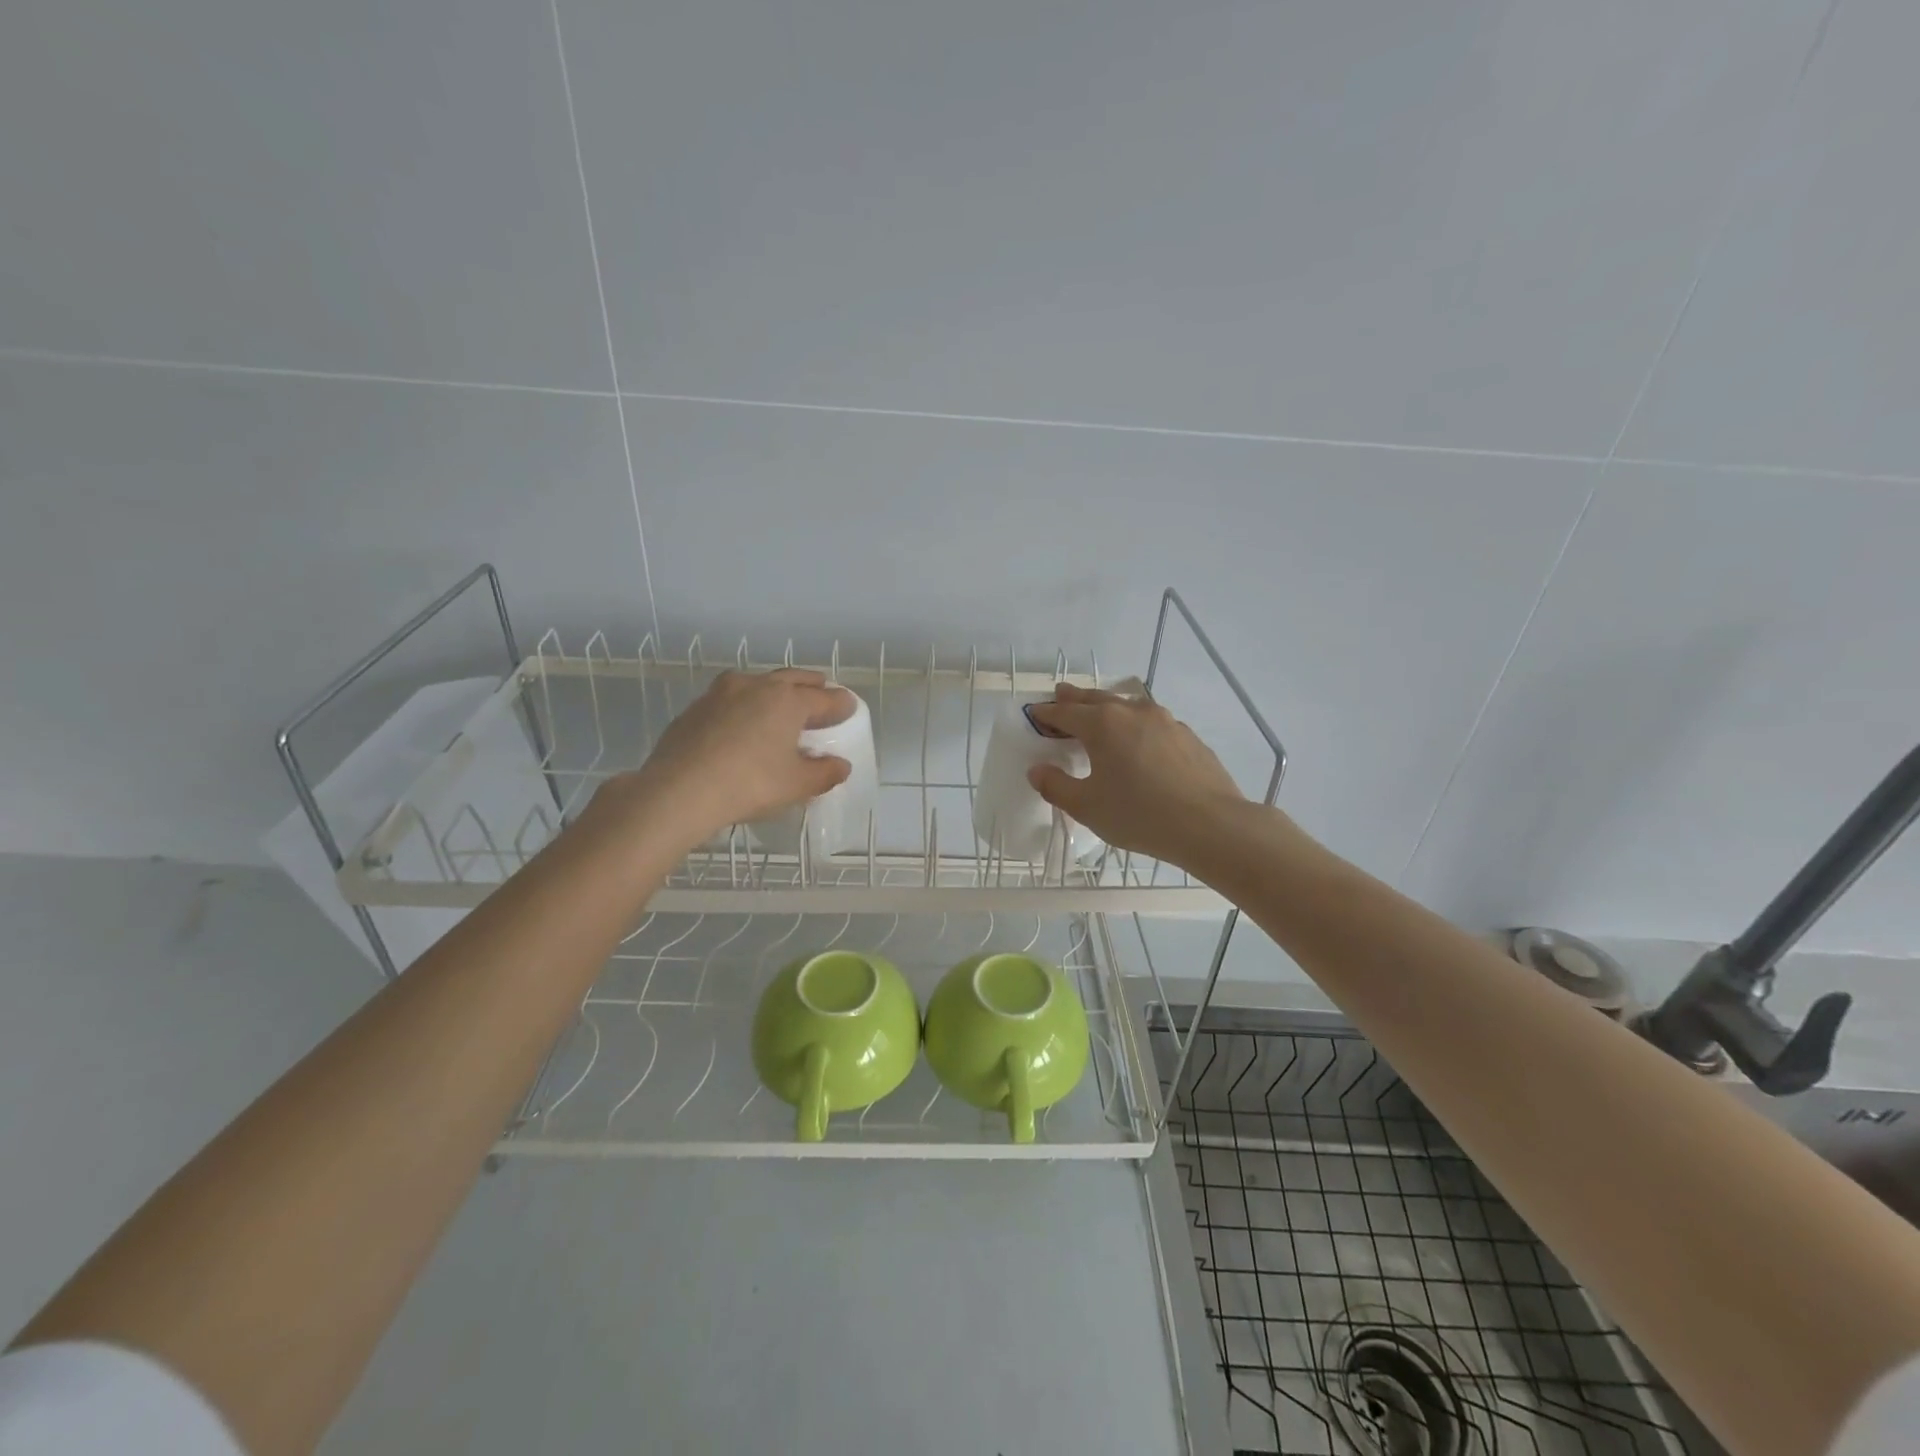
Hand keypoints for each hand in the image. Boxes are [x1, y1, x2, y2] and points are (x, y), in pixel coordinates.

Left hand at [597, 669, 854, 843]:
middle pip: (792, 679)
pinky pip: (731, 700)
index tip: (849, 708)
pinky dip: (745, 707)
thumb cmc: (750, 784)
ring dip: (774, 691)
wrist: (679, 790)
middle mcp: (757, 686)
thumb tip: (840, 766)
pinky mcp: (695, 709)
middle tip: (821, 693)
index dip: (840, 705)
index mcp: (788, 700)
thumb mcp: (796, 785)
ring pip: (757, 684)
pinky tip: (742, 726)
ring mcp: (721, 693)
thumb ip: (824, 773)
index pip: (824, 698)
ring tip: (780, 706)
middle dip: (810, 686)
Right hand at [1026, 684, 1246, 870]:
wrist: (1210, 824)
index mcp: (1102, 725)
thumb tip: (1037, 770)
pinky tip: (1139, 740)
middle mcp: (1132, 712)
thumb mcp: (1087, 807)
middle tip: (1061, 694)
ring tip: (1099, 713)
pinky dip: (1135, 723)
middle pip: (1096, 699)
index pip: (1065, 712)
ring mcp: (1164, 721)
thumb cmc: (1139, 815)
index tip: (1034, 714)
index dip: (1046, 713)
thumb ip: (1057, 786)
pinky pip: (1151, 722)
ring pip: (1127, 706)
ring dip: (1108, 707)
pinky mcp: (1187, 736)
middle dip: (1075, 698)